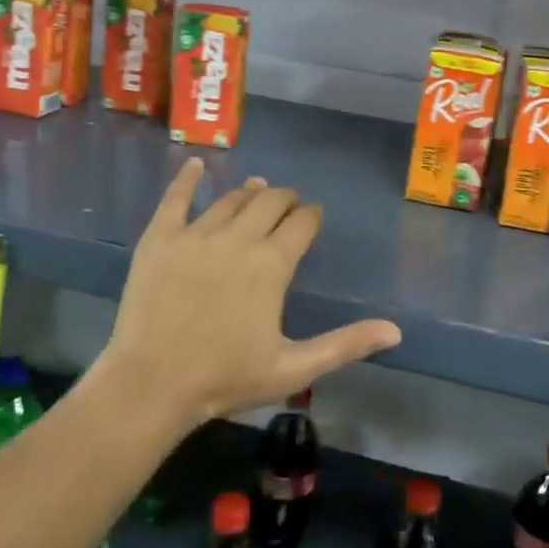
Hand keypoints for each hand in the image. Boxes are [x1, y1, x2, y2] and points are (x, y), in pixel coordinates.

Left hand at [100, 159, 401, 428]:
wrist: (153, 383)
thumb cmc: (226, 378)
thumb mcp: (294, 368)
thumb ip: (345, 344)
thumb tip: (395, 331)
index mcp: (271, 265)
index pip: (301, 224)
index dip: (311, 216)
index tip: (314, 215)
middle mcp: (237, 239)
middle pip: (269, 203)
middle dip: (285, 199)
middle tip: (289, 202)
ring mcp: (195, 234)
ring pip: (230, 200)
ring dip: (249, 192)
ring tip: (258, 188)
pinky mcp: (160, 238)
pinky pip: (176, 199)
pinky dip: (187, 179)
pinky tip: (195, 164)